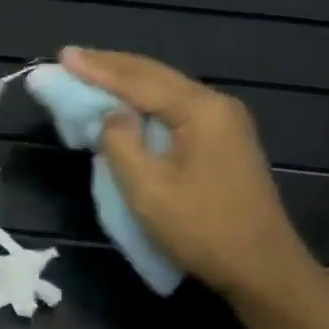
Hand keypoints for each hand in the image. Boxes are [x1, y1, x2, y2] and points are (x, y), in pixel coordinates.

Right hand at [61, 47, 313, 306]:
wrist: (265, 273)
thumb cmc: (204, 230)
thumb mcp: (148, 189)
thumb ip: (120, 142)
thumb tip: (111, 114)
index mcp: (201, 110)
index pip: (138, 80)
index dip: (97, 68)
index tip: (63, 56)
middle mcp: (215, 104)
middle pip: (153, 74)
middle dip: (109, 65)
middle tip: (70, 58)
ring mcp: (223, 120)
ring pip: (164, 87)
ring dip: (125, 79)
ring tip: (89, 70)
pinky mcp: (222, 138)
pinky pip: (174, 104)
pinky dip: (143, 97)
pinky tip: (124, 98)